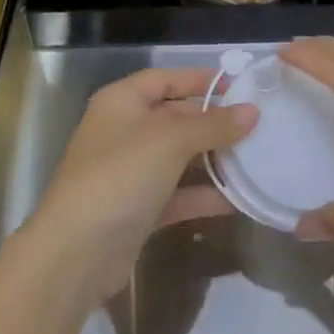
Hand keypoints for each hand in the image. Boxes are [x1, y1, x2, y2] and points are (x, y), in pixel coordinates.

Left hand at [23, 67, 255, 307]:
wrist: (75, 255)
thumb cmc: (121, 176)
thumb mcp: (170, 141)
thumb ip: (213, 125)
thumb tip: (252, 111)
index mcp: (122, 102)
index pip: (165, 79)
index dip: (200, 80)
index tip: (240, 87)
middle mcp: (124, 132)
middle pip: (175, 118)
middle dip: (214, 123)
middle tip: (257, 126)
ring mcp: (130, 173)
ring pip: (179, 158)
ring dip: (213, 160)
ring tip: (256, 160)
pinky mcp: (138, 210)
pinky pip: (177, 194)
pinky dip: (203, 195)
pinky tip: (237, 199)